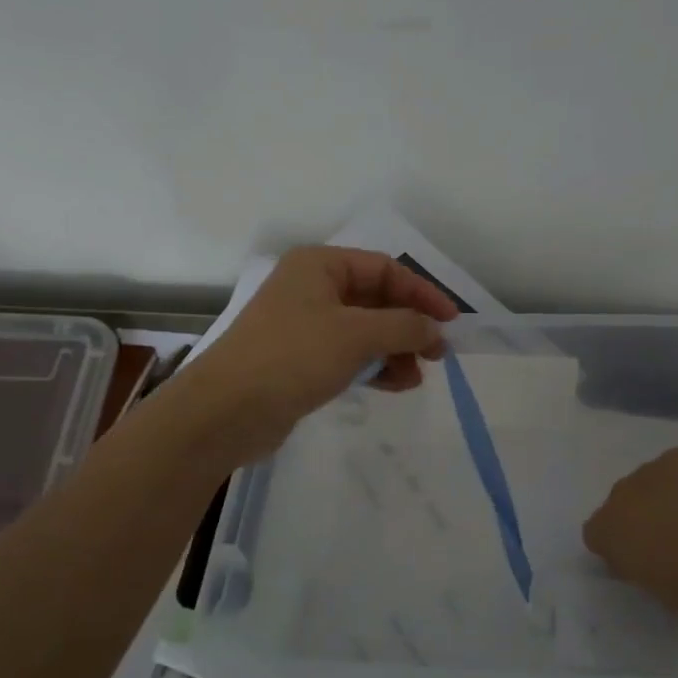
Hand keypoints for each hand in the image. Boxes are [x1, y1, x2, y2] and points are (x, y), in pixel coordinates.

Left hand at [171, 246, 461, 466]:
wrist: (226, 411)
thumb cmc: (293, 357)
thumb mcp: (357, 335)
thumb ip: (404, 326)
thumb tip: (435, 329)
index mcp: (319, 265)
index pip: (384, 269)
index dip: (422, 292)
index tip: (451, 321)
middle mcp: (311, 288)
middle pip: (375, 299)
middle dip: (408, 325)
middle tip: (437, 354)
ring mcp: (304, 325)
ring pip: (364, 330)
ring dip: (394, 350)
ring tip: (416, 376)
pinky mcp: (300, 360)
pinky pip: (348, 355)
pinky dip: (373, 366)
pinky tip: (395, 385)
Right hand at [582, 448, 677, 614]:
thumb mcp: (663, 595)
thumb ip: (649, 578)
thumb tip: (653, 571)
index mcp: (605, 532)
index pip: (595, 536)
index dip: (617, 549)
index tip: (640, 563)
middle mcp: (616, 496)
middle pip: (620, 506)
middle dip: (639, 520)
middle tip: (670, 542)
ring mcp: (645, 473)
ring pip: (647, 486)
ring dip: (662, 499)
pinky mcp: (675, 457)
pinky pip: (675, 470)